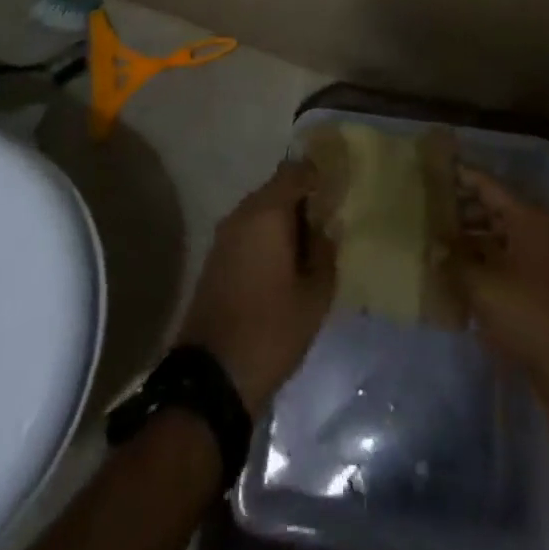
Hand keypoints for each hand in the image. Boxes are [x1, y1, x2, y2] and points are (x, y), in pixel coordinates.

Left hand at [178, 160, 335, 414]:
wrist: (211, 378)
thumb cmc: (271, 330)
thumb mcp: (315, 296)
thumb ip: (325, 253)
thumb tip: (325, 229)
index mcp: (267, 212)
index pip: (295, 171)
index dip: (318, 176)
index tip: (337, 193)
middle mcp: (241, 214)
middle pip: (276, 189)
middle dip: (301, 200)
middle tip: (326, 223)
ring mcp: (223, 236)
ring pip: (260, 211)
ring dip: (282, 221)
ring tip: (307, 248)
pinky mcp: (214, 259)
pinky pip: (247, 232)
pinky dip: (266, 237)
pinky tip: (282, 265)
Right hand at [454, 167, 548, 406]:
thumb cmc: (525, 311)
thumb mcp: (482, 284)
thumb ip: (454, 260)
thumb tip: (435, 247)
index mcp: (528, 217)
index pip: (488, 186)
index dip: (461, 177)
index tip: (435, 171)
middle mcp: (538, 229)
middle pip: (494, 208)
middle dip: (462, 210)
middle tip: (430, 210)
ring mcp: (541, 256)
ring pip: (499, 234)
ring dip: (471, 237)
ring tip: (439, 241)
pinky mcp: (540, 283)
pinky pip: (506, 258)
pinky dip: (484, 259)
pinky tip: (458, 269)